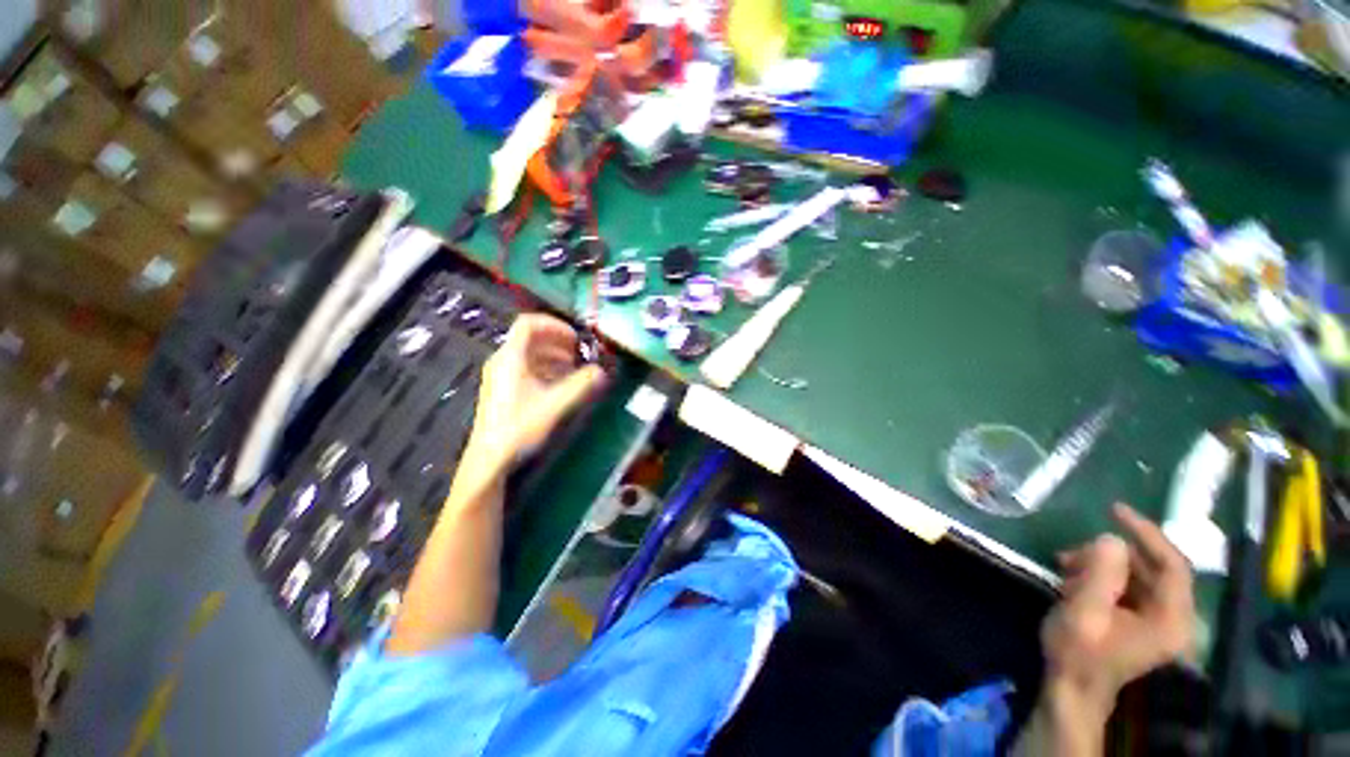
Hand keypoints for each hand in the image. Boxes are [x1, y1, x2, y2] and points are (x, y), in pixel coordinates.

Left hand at [463, 314, 605, 475]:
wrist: (491, 457)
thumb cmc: (521, 426)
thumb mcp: (555, 403)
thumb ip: (581, 385)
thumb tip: (601, 371)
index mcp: (511, 357)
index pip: (529, 324)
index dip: (554, 325)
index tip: (575, 338)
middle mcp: (503, 361)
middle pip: (530, 338)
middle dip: (558, 342)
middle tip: (578, 353)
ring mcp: (500, 375)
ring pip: (529, 354)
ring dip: (553, 356)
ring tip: (573, 368)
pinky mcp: (502, 389)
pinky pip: (525, 368)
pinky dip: (545, 368)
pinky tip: (559, 384)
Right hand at [1041, 503, 1196, 722]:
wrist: (1071, 688)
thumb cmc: (1078, 653)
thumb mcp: (1084, 612)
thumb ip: (1101, 575)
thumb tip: (1111, 538)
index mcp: (1172, 620)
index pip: (1173, 565)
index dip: (1148, 534)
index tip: (1115, 511)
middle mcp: (1173, 618)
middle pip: (1152, 569)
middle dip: (1110, 555)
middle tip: (1070, 552)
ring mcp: (1157, 621)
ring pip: (1136, 575)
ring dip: (1100, 566)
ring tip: (1065, 567)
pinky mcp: (1140, 621)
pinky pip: (1127, 586)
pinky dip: (1100, 576)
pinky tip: (1073, 580)